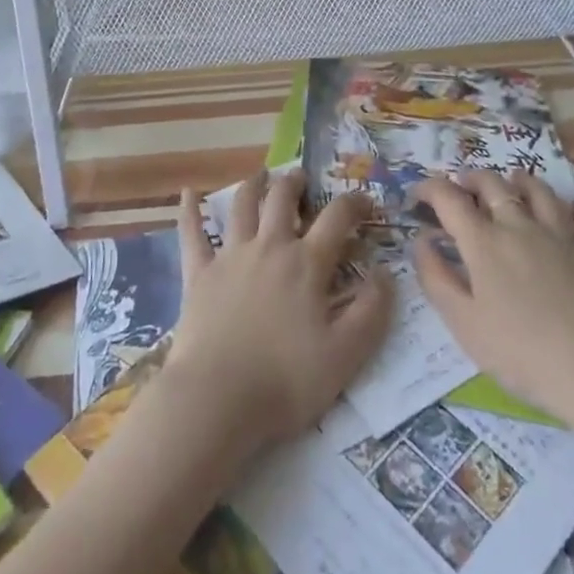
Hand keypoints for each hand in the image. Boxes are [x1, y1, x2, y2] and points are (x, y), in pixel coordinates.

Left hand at [169, 170, 393, 449]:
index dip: (354, 203)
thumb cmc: (285, 381)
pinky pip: (192, 233)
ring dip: (254, 185)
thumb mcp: (345, 356)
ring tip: (262, 175)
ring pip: (242, 206)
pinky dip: (190, 210)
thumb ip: (372, 312)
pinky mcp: (198, 274)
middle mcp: (270, 247)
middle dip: (296, 183)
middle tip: (302, 178)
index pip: (337, 218)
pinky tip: (187, 192)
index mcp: (306, 264)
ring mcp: (231, 256)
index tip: (366, 200)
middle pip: (283, 199)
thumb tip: (386, 273)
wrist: (217, 399)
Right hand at [413, 170, 573, 422]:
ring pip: (539, 190)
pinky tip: (573, 211)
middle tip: (463, 185)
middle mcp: (520, 225)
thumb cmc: (521, 353)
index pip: (448, 198)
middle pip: (493, 184)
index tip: (417, 194)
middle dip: (472, 178)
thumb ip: (436, 277)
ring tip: (513, 182)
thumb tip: (421, 240)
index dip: (428, 188)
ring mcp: (562, 235)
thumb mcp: (463, 323)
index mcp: (484, 242)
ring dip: (521, 181)